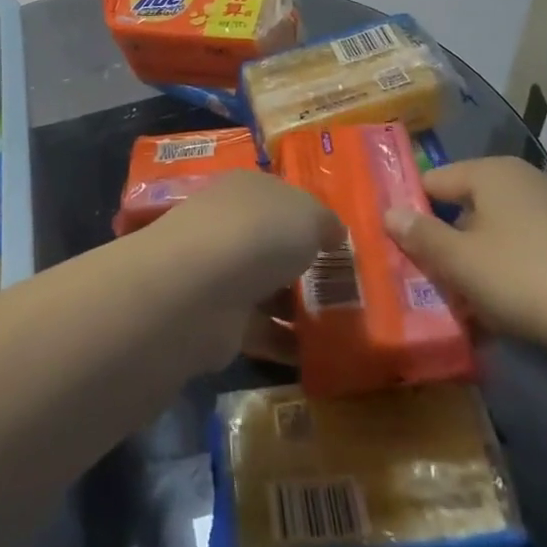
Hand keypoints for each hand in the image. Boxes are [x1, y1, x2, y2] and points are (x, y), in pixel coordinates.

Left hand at [151, 171, 340, 370]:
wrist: (199, 288)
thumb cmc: (258, 233)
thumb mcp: (308, 215)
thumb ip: (325, 222)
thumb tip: (333, 232)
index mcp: (247, 189)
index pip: (280, 198)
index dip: (309, 217)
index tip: (341, 243)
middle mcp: (229, 224)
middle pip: (272, 243)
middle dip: (304, 264)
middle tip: (347, 288)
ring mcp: (220, 272)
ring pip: (267, 287)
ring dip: (297, 307)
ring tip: (342, 326)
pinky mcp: (218, 318)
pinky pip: (261, 329)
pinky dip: (286, 343)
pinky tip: (319, 356)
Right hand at [382, 157, 546, 366]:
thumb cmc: (529, 280)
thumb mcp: (461, 262)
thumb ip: (420, 235)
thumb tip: (388, 212)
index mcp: (492, 171)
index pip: (433, 181)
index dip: (412, 213)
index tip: (399, 249)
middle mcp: (525, 180)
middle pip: (467, 208)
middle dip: (448, 246)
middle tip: (433, 284)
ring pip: (499, 234)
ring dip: (480, 266)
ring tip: (471, 308)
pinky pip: (531, 252)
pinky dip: (515, 275)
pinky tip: (515, 312)